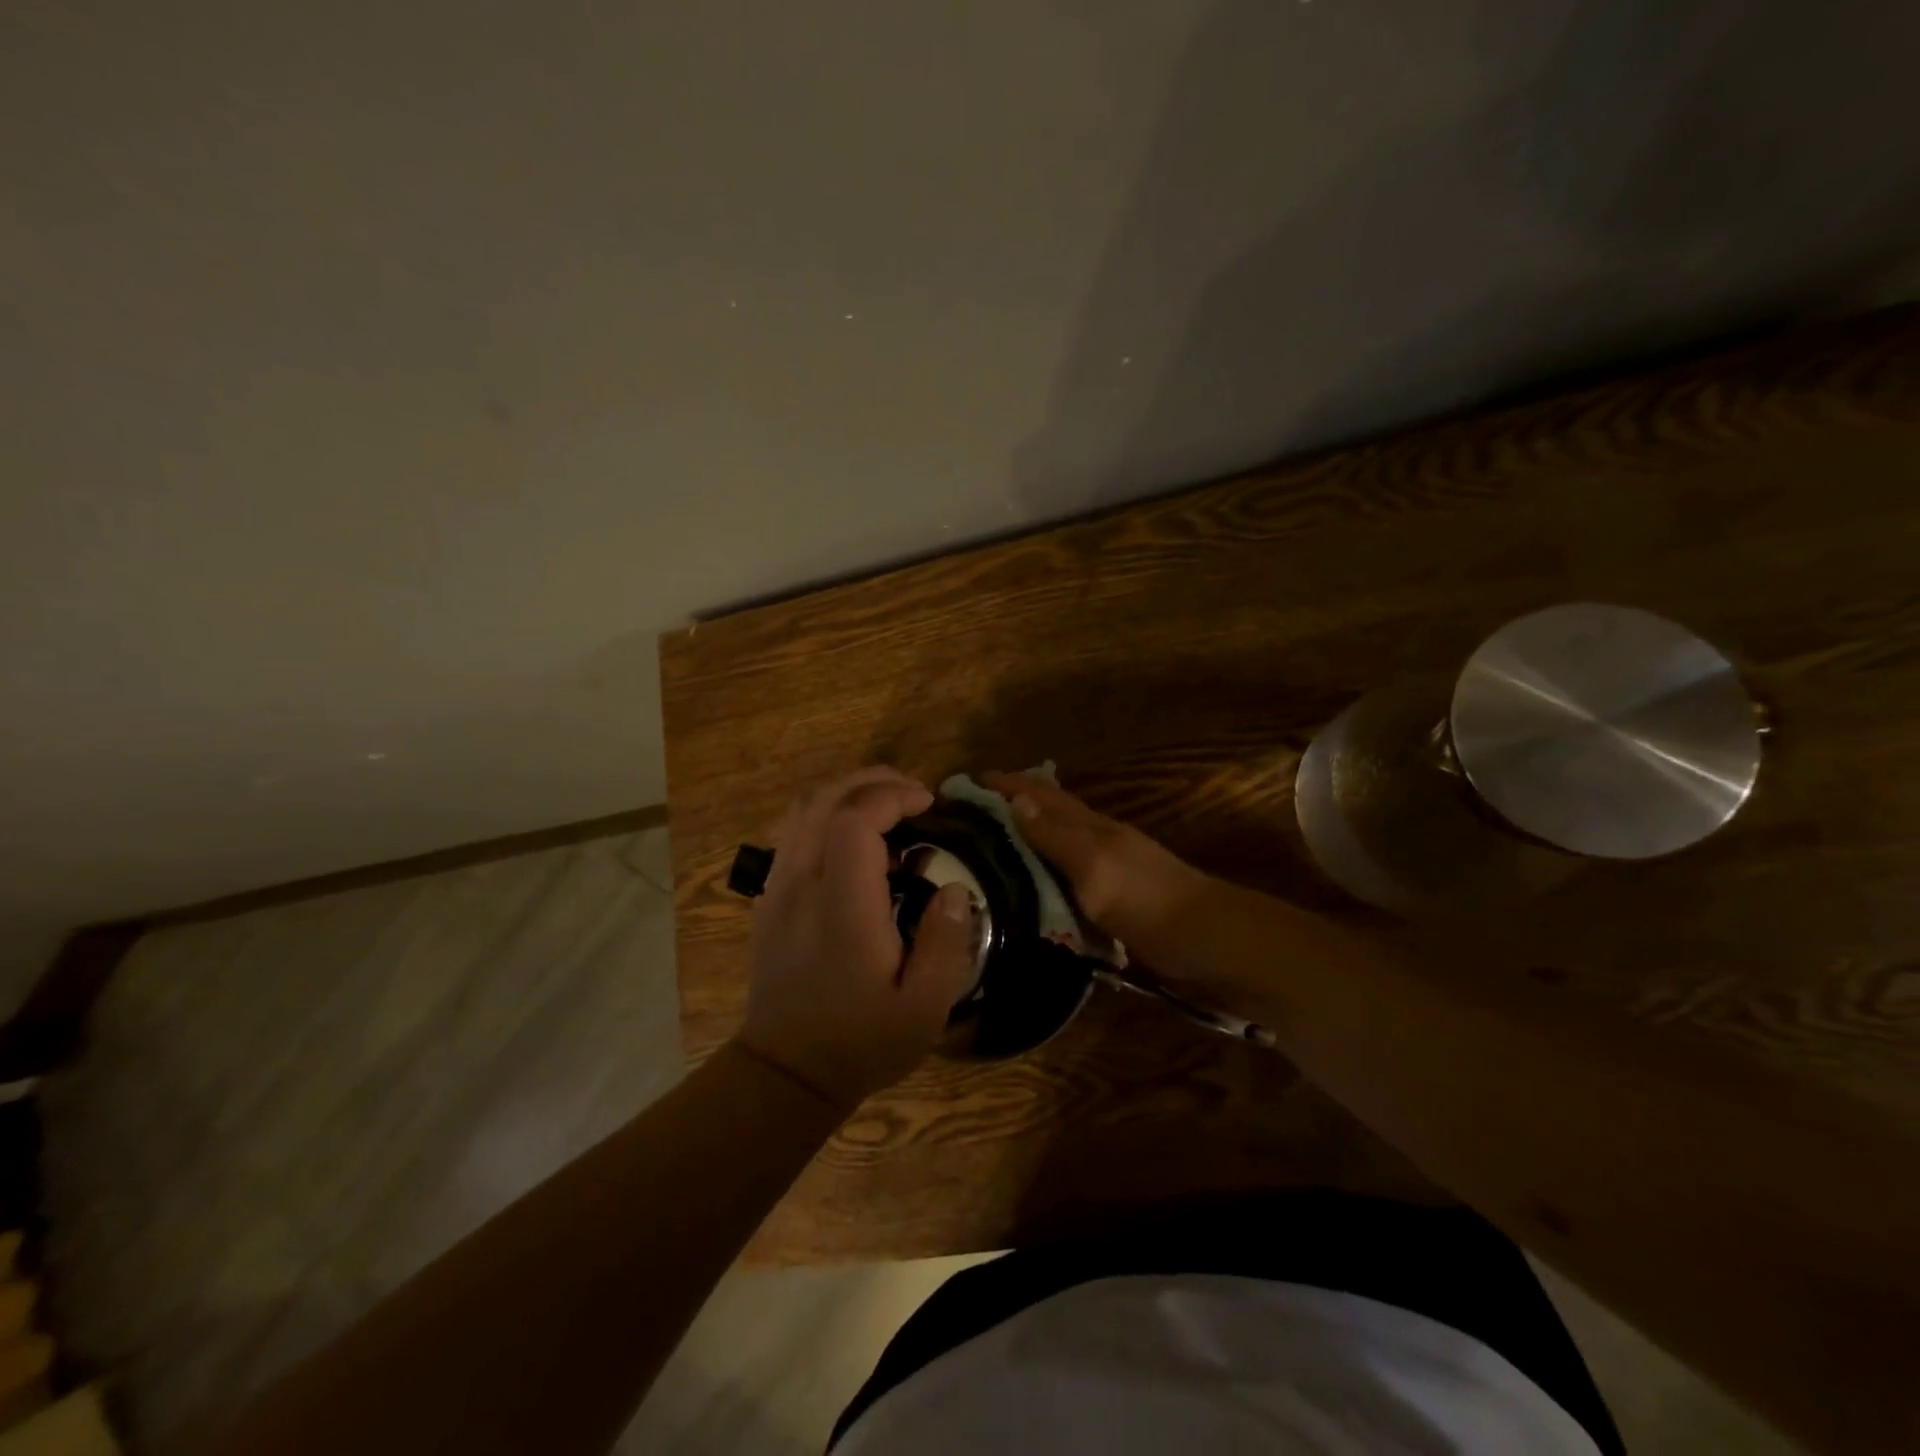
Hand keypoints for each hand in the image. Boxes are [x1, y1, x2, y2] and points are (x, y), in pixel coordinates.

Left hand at [735, 767, 978, 1114]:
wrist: (785, 1072)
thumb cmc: (860, 1042)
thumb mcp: (924, 1008)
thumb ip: (946, 943)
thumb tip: (955, 888)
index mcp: (842, 906)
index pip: (855, 819)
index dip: (892, 796)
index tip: (928, 803)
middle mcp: (802, 884)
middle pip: (824, 800)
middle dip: (871, 780)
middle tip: (912, 792)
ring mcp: (777, 888)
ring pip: (802, 810)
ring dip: (846, 793)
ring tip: (886, 805)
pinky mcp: (768, 899)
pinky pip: (792, 833)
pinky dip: (824, 815)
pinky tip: (853, 839)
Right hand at [979, 771, 1208, 955]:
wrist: (1205, 942)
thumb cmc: (1146, 900)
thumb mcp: (1094, 866)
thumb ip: (1055, 836)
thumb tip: (1014, 800)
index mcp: (1090, 827)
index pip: (1039, 795)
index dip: (1006, 784)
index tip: (967, 781)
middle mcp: (1096, 841)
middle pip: (1049, 813)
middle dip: (1011, 804)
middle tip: (970, 811)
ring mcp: (1106, 870)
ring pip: (1057, 843)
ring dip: (1026, 836)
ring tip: (990, 843)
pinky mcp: (1112, 899)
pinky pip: (1066, 877)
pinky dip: (1043, 872)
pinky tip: (1030, 885)